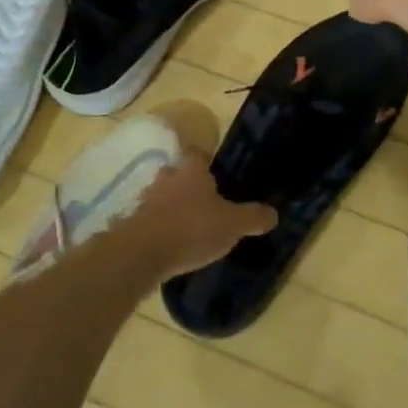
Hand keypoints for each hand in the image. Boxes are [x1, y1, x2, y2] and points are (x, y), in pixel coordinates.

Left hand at [124, 149, 276, 280]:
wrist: (142, 253)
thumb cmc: (192, 228)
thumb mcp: (233, 225)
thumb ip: (253, 217)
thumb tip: (274, 213)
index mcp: (192, 170)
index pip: (198, 154)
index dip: (207, 163)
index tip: (218, 176)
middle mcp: (167, 178)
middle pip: (179, 175)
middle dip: (189, 187)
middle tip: (205, 204)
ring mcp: (146, 200)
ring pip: (163, 197)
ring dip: (173, 209)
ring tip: (190, 227)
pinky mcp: (133, 223)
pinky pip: (152, 220)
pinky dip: (161, 228)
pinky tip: (172, 244)